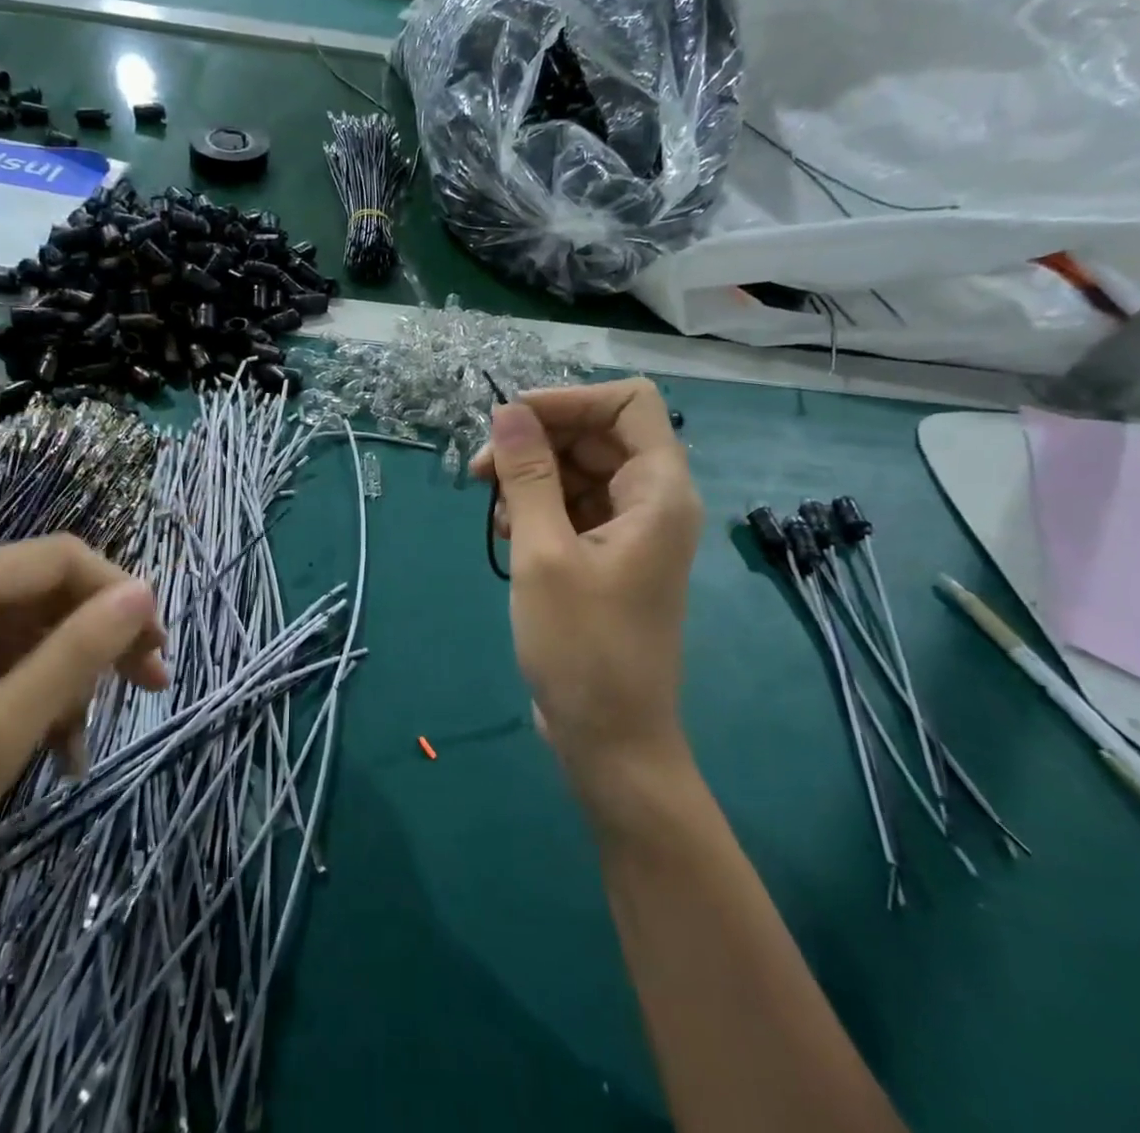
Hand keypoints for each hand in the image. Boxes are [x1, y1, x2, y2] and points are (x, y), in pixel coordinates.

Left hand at [0, 536, 167, 973]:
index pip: (54, 559)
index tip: (158, 646)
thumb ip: (79, 651)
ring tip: (79, 743)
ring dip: (59, 677)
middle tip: (149, 685)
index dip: (117, 593)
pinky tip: (47, 744)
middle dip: (93, 640)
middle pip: (35, 592)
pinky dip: (21, 691)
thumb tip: (145, 592)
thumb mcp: (1, 733)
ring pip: (15, 627)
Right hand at [471, 379, 701, 779]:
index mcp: (658, 491)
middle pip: (597, 434)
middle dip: (538, 441)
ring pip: (580, 469)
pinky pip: (574, 505)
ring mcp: (632, 528)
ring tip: (492, 511)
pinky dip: (538, 507)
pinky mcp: (609, 554)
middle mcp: (653, 500)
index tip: (512, 420)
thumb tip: (510, 410)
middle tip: (481, 469)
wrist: (610, 740)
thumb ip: (527, 475)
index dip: (570, 399)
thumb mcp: (543, 553)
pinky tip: (507, 533)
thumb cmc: (582, 647)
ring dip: (531, 477)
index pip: (628, 403)